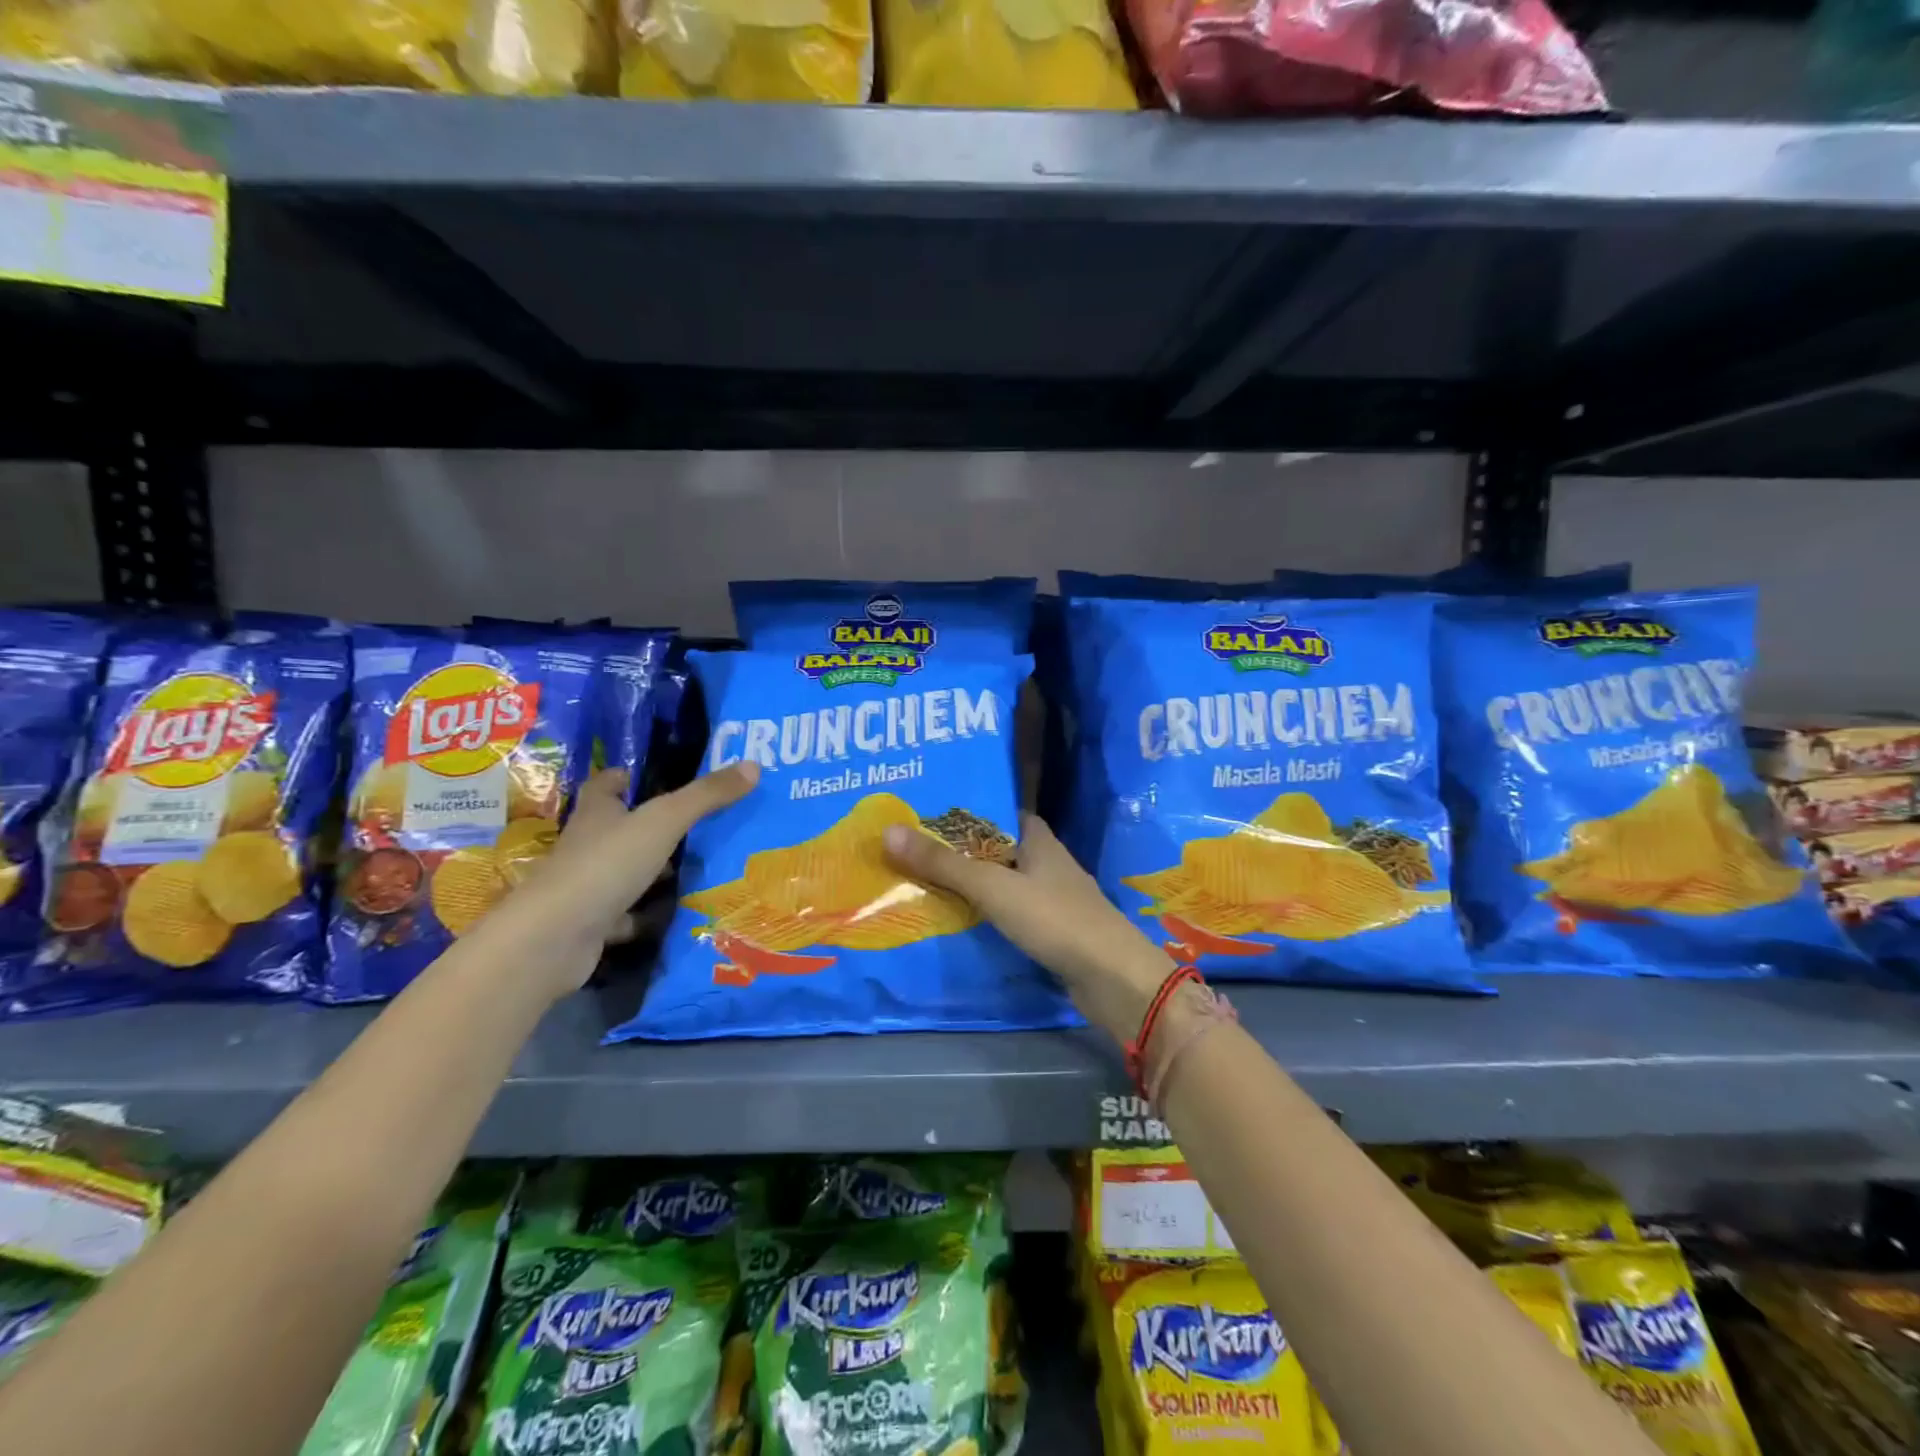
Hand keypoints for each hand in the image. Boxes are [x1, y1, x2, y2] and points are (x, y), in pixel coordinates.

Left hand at [488, 762, 760, 998]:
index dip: (623, 778)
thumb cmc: (606, 865)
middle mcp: (587, 846)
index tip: (646, 775)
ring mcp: (586, 888)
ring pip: (623, 873)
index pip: (605, 785)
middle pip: (617, 828)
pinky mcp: (590, 925)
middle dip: (649, 826)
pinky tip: (674, 916)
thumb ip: (706, 796)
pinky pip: (624, 915)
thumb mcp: (664, 822)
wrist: (553, 939)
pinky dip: (644, 916)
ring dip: (651, 872)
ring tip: (696, 868)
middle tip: (695, 823)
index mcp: (597, 814)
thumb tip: (753, 765)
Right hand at [883, 814, 1173, 1041]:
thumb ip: (944, 864)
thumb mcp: (993, 887)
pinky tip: (963, 923)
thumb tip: (888, 832)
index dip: (969, 812)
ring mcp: (1054, 899)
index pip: (1001, 814)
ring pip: (1007, 883)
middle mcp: (1048, 863)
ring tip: (927, 885)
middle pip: (1000, 849)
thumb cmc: (1054, 919)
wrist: (1112, 978)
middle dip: (964, 851)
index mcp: (1039, 840)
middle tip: (916, 852)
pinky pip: (1014, 914)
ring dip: (976, 885)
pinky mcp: (1055, 932)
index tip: (930, 815)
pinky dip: (990, 915)